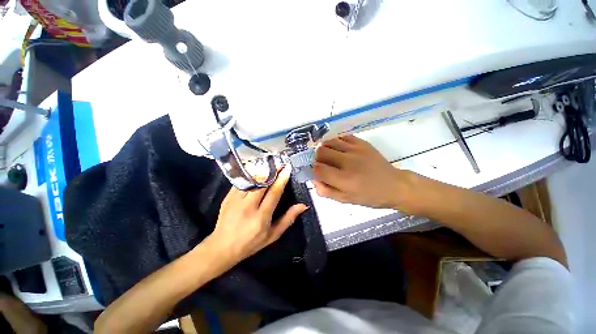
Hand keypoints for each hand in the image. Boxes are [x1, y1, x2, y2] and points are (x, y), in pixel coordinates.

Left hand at [207, 167, 307, 264]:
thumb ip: (288, 219)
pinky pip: (241, 181)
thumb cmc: (251, 242)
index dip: (282, 179)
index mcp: (261, 217)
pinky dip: (250, 175)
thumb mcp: (273, 235)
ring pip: (251, 180)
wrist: (223, 247)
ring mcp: (236, 200)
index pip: (274, 193)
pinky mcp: (228, 197)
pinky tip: (256, 171)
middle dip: (272, 171)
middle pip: (262, 183)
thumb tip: (302, 205)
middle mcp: (248, 206)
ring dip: (261, 171)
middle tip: (279, 163)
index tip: (287, 168)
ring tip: (269, 165)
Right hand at [313, 135, 411, 208]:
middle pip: (321, 152)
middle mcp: (348, 162)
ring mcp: (355, 150)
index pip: (318, 169)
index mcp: (344, 180)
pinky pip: (342, 137)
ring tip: (330, 155)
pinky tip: (339, 149)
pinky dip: (336, 142)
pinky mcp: (362, 143)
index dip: (314, 170)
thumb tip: (314, 179)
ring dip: (325, 148)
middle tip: (323, 164)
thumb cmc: (369, 196)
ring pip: (329, 142)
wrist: (393, 185)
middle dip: (317, 158)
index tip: (318, 173)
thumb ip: (326, 191)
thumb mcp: (345, 200)